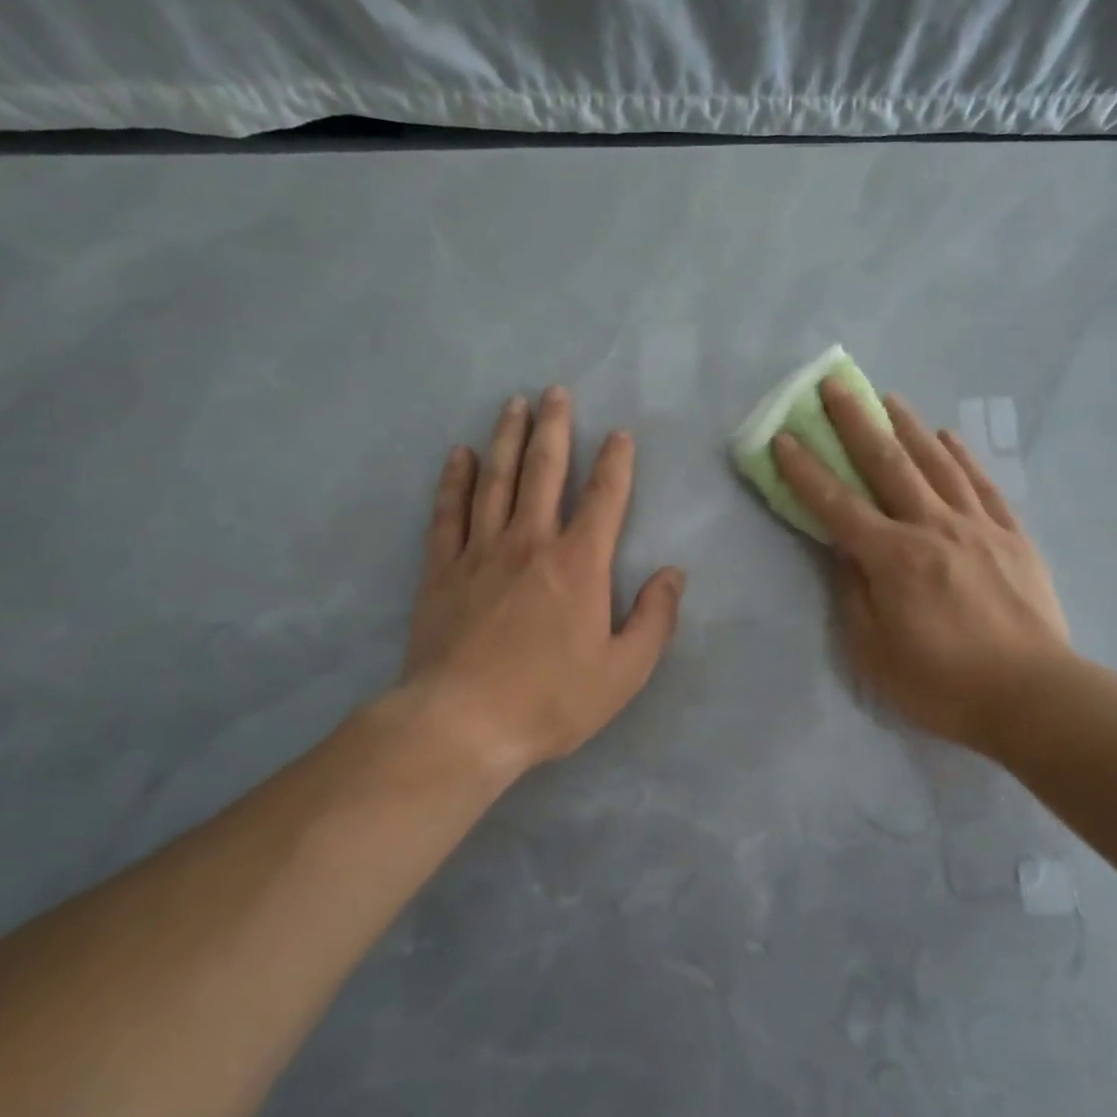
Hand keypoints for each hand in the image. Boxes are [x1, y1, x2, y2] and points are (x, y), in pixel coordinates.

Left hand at [392, 388, 684, 781]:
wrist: (463, 724)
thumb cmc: (551, 699)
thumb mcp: (624, 671)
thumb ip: (655, 618)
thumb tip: (674, 573)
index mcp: (579, 563)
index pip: (605, 498)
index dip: (616, 462)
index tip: (619, 433)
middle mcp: (531, 542)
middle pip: (545, 471)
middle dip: (555, 428)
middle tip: (556, 392)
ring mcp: (481, 551)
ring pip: (497, 480)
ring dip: (507, 439)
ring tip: (513, 405)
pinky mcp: (442, 569)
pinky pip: (449, 512)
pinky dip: (455, 481)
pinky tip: (460, 456)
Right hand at [772, 380, 1070, 750]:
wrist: (1032, 697)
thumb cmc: (943, 684)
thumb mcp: (875, 653)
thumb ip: (853, 594)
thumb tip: (843, 550)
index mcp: (893, 559)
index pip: (837, 505)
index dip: (805, 471)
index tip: (784, 437)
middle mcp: (933, 528)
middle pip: (888, 464)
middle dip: (856, 422)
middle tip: (835, 385)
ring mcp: (977, 527)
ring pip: (937, 463)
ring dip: (909, 426)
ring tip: (889, 397)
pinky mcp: (1012, 536)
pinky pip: (983, 486)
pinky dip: (963, 457)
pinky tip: (949, 437)